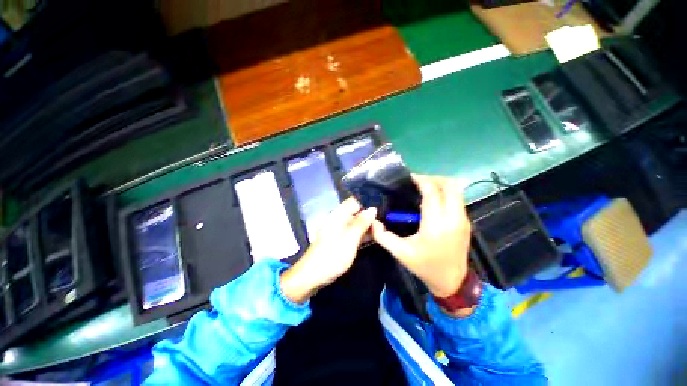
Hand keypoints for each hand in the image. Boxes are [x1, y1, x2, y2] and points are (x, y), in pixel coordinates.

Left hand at [280, 197, 376, 302]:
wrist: (312, 276)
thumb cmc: (332, 257)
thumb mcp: (349, 240)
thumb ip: (361, 223)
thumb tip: (372, 208)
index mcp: (337, 216)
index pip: (353, 202)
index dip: (366, 205)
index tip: (379, 213)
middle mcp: (337, 220)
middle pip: (354, 212)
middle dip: (368, 217)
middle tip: (382, 226)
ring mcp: (337, 230)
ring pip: (354, 223)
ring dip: (366, 226)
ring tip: (380, 233)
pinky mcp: (338, 240)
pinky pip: (351, 232)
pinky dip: (360, 234)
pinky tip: (371, 239)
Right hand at [371, 175, 470, 297]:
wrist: (452, 282)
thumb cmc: (425, 266)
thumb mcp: (400, 252)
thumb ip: (383, 236)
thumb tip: (373, 221)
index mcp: (436, 225)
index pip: (432, 192)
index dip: (421, 180)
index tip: (409, 178)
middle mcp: (453, 218)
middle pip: (450, 185)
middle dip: (433, 178)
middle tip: (418, 182)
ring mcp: (463, 219)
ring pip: (457, 190)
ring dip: (440, 184)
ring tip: (424, 188)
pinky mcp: (466, 222)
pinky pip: (457, 199)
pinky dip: (445, 193)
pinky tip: (432, 200)